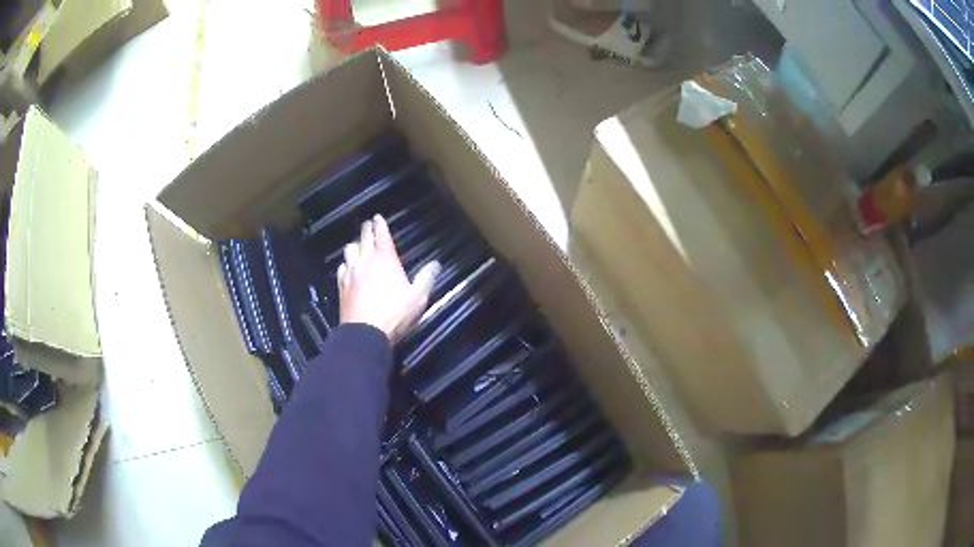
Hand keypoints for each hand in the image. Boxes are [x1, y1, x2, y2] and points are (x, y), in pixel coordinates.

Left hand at [337, 214, 440, 341]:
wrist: (365, 332)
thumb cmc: (394, 313)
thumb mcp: (418, 297)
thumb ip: (426, 278)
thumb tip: (436, 264)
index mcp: (385, 259)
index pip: (381, 234)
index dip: (380, 224)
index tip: (378, 217)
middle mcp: (366, 261)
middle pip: (363, 238)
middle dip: (367, 229)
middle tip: (369, 225)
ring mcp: (351, 273)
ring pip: (349, 250)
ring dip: (355, 245)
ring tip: (358, 246)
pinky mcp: (342, 286)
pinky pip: (342, 268)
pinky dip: (346, 264)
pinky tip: (348, 267)